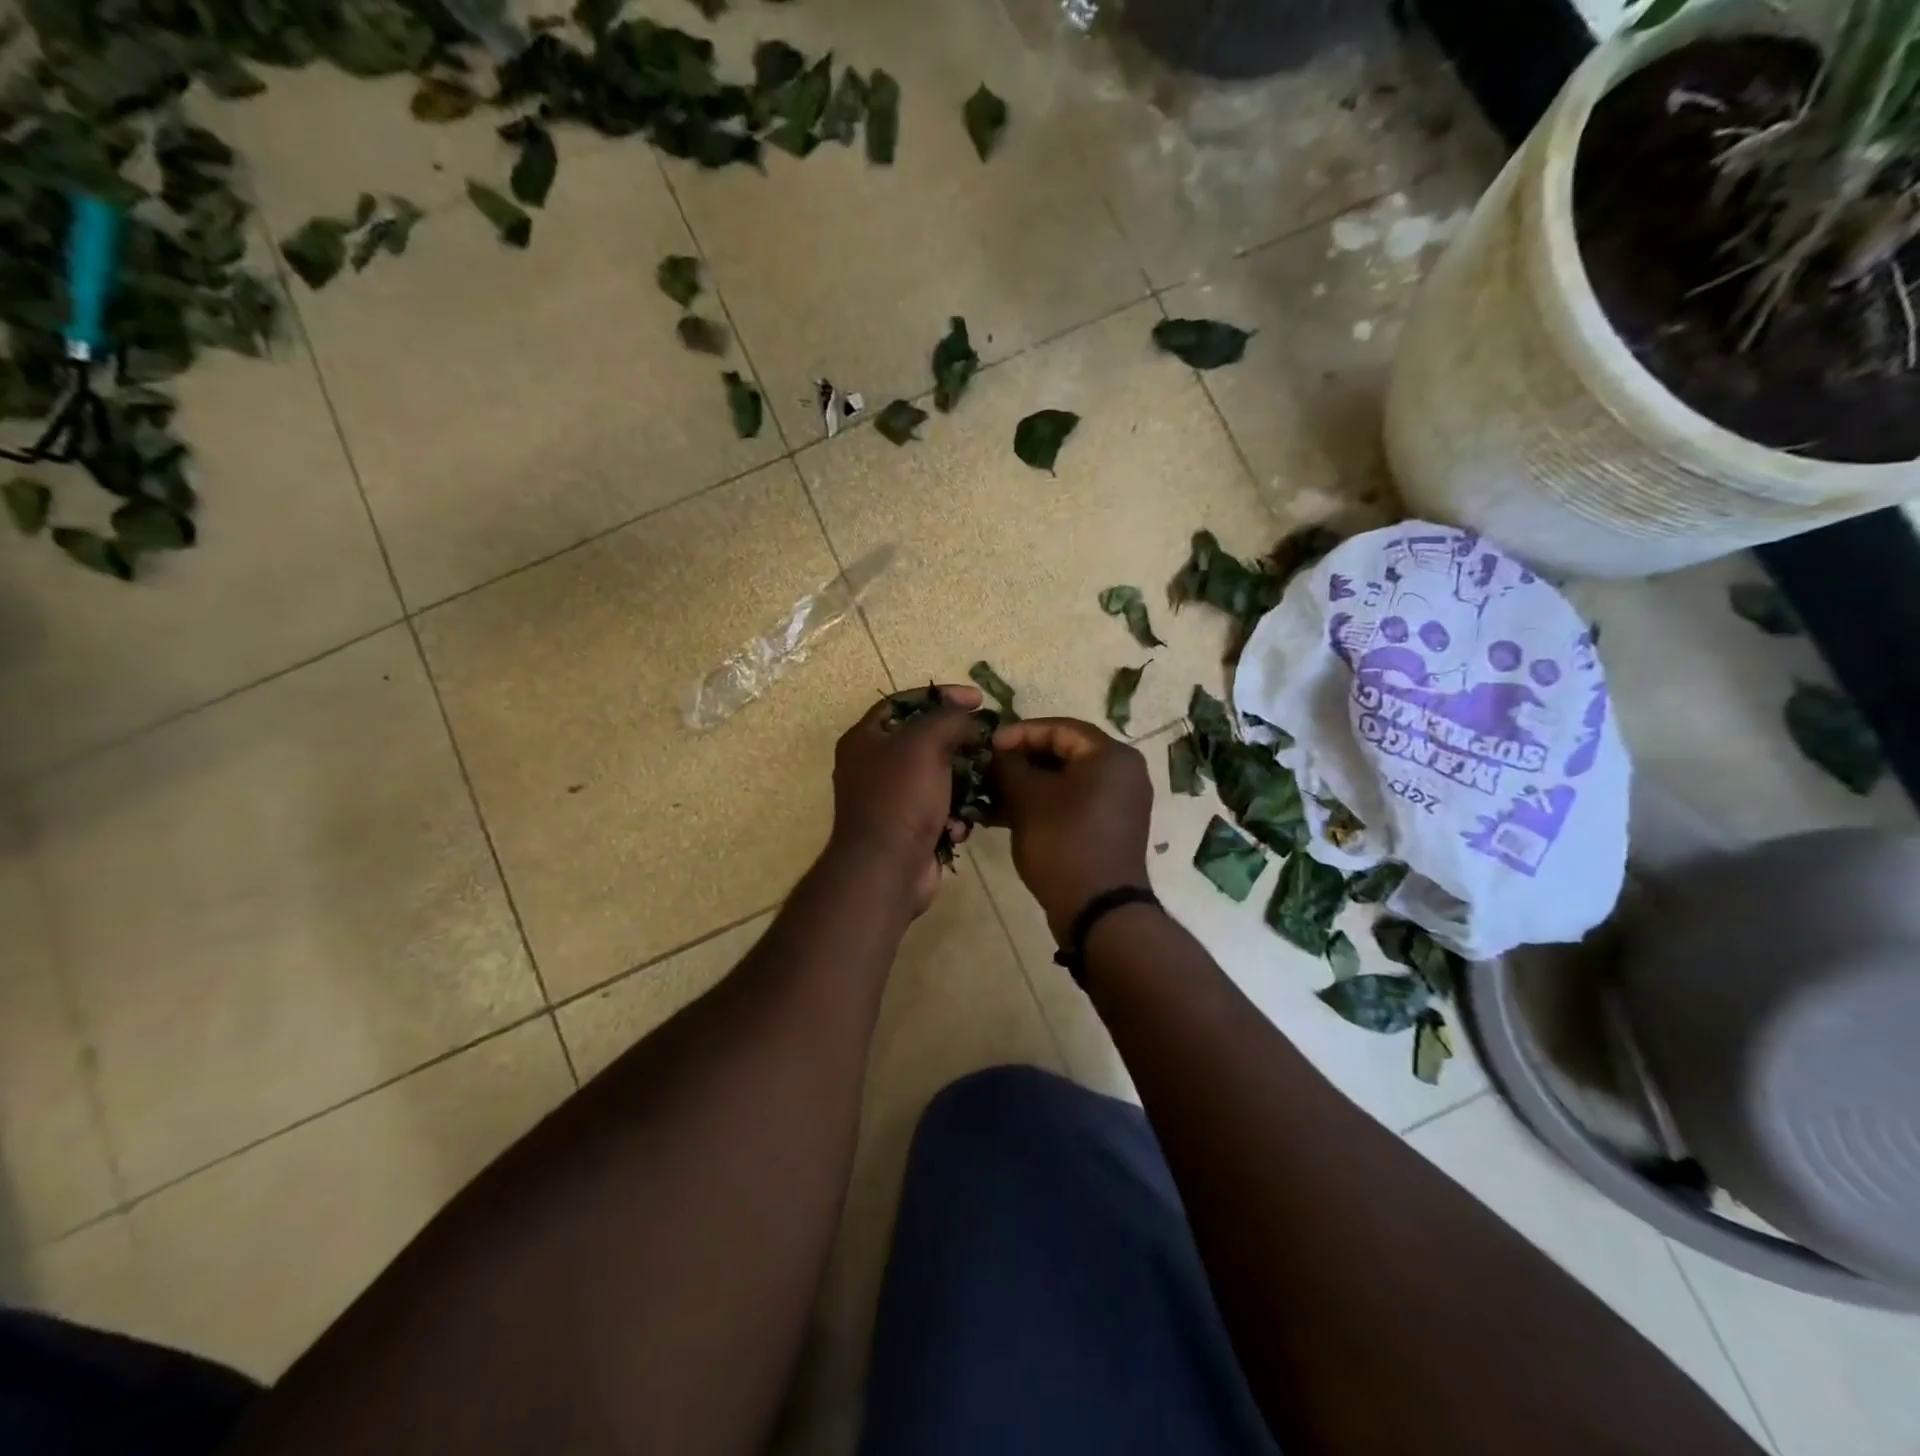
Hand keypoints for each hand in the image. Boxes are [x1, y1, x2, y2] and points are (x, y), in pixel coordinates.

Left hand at [828, 685, 986, 914]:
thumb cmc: (900, 797)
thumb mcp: (925, 742)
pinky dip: (953, 816)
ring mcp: (890, 801)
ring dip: (962, 782)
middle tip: (987, 740)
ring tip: (983, 783)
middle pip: (923, 741)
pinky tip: (959, 826)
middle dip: (957, 742)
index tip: (978, 699)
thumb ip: (950, 719)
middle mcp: (872, 767)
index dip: (941, 695)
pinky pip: (939, 811)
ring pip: (937, 778)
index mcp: (865, 739)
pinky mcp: (908, 830)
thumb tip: (972, 721)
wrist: (887, 868)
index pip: (904, 702)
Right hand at [988, 718, 1152, 940]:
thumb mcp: (1027, 799)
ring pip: (1066, 781)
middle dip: (1021, 761)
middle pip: (1064, 753)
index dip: (1019, 734)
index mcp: (1111, 755)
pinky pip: (1073, 803)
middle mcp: (1123, 772)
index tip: (987, 746)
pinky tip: (1005, 816)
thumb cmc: (1063, 843)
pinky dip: (1043, 804)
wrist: (1098, 910)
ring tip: (990, 794)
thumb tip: (996, 752)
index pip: (1059, 728)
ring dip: (1028, 785)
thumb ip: (1008, 766)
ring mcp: (1119, 802)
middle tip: (988, 769)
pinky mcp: (1110, 827)